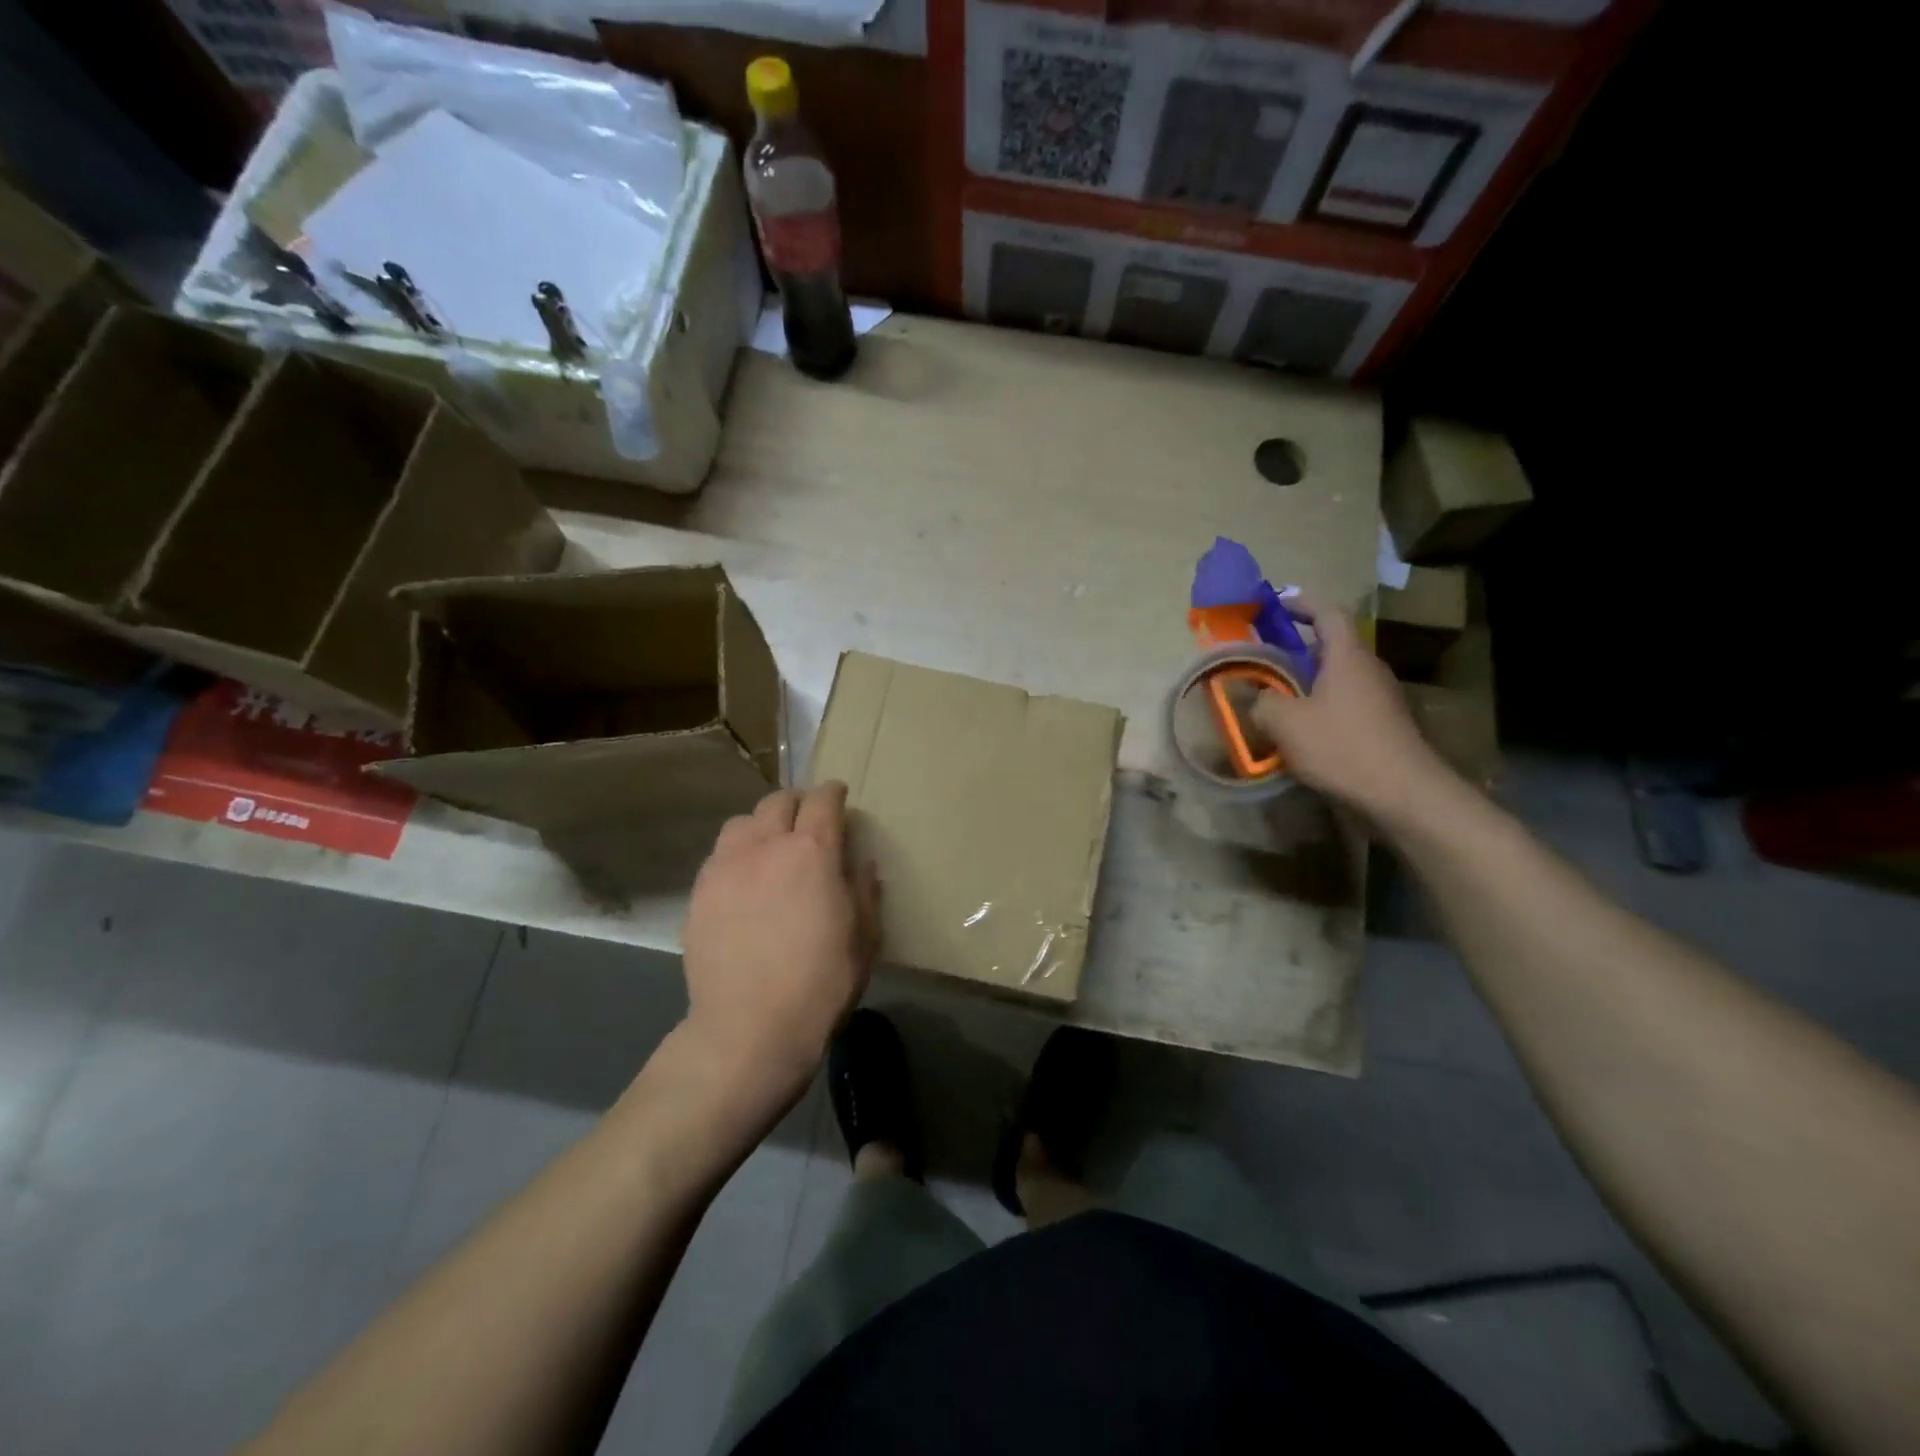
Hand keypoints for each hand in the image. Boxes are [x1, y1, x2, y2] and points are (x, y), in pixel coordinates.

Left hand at [680, 783, 880, 1114]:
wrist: (749, 1028)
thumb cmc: (821, 983)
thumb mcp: (864, 938)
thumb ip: (864, 890)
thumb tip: (860, 862)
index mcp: (813, 851)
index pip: (823, 800)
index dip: (833, 793)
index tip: (839, 798)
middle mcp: (766, 846)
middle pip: (778, 801)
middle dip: (798, 802)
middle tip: (807, 820)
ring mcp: (726, 867)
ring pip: (742, 822)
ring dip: (762, 824)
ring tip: (770, 846)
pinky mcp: (699, 892)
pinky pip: (719, 854)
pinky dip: (737, 853)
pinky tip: (744, 879)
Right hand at [1252, 594, 1453, 824]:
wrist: (1402, 793)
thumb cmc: (1341, 746)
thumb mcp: (1285, 723)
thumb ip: (1262, 702)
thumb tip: (1256, 698)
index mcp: (1347, 656)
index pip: (1328, 612)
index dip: (1301, 604)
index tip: (1274, 605)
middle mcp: (1368, 669)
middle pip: (1333, 646)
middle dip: (1298, 647)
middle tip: (1264, 657)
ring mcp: (1380, 699)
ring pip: (1338, 678)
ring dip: (1307, 681)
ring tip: (1275, 697)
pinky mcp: (1383, 726)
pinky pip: (1345, 704)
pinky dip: (1320, 707)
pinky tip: (1299, 732)